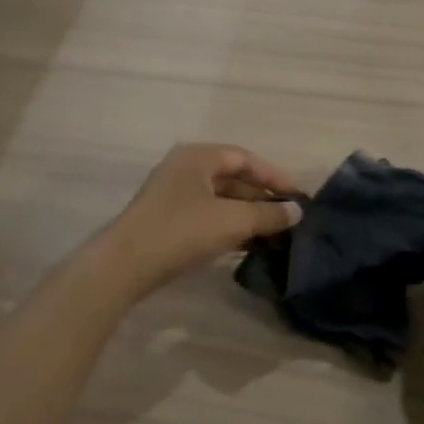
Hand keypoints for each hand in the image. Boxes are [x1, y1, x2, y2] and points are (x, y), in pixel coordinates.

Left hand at [101, 143, 302, 293]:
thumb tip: (297, 211)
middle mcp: (185, 168)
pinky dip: (230, 226)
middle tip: (289, 218)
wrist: (124, 266)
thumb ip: (268, 214)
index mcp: (198, 157)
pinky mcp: (168, 220)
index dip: (275, 176)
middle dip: (262, 198)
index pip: (245, 158)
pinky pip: (208, 216)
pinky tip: (248, 245)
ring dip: (248, 215)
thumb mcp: (232, 221)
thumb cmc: (181, 231)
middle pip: (233, 178)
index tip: (299, 196)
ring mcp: (173, 195)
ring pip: (221, 199)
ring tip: (275, 234)